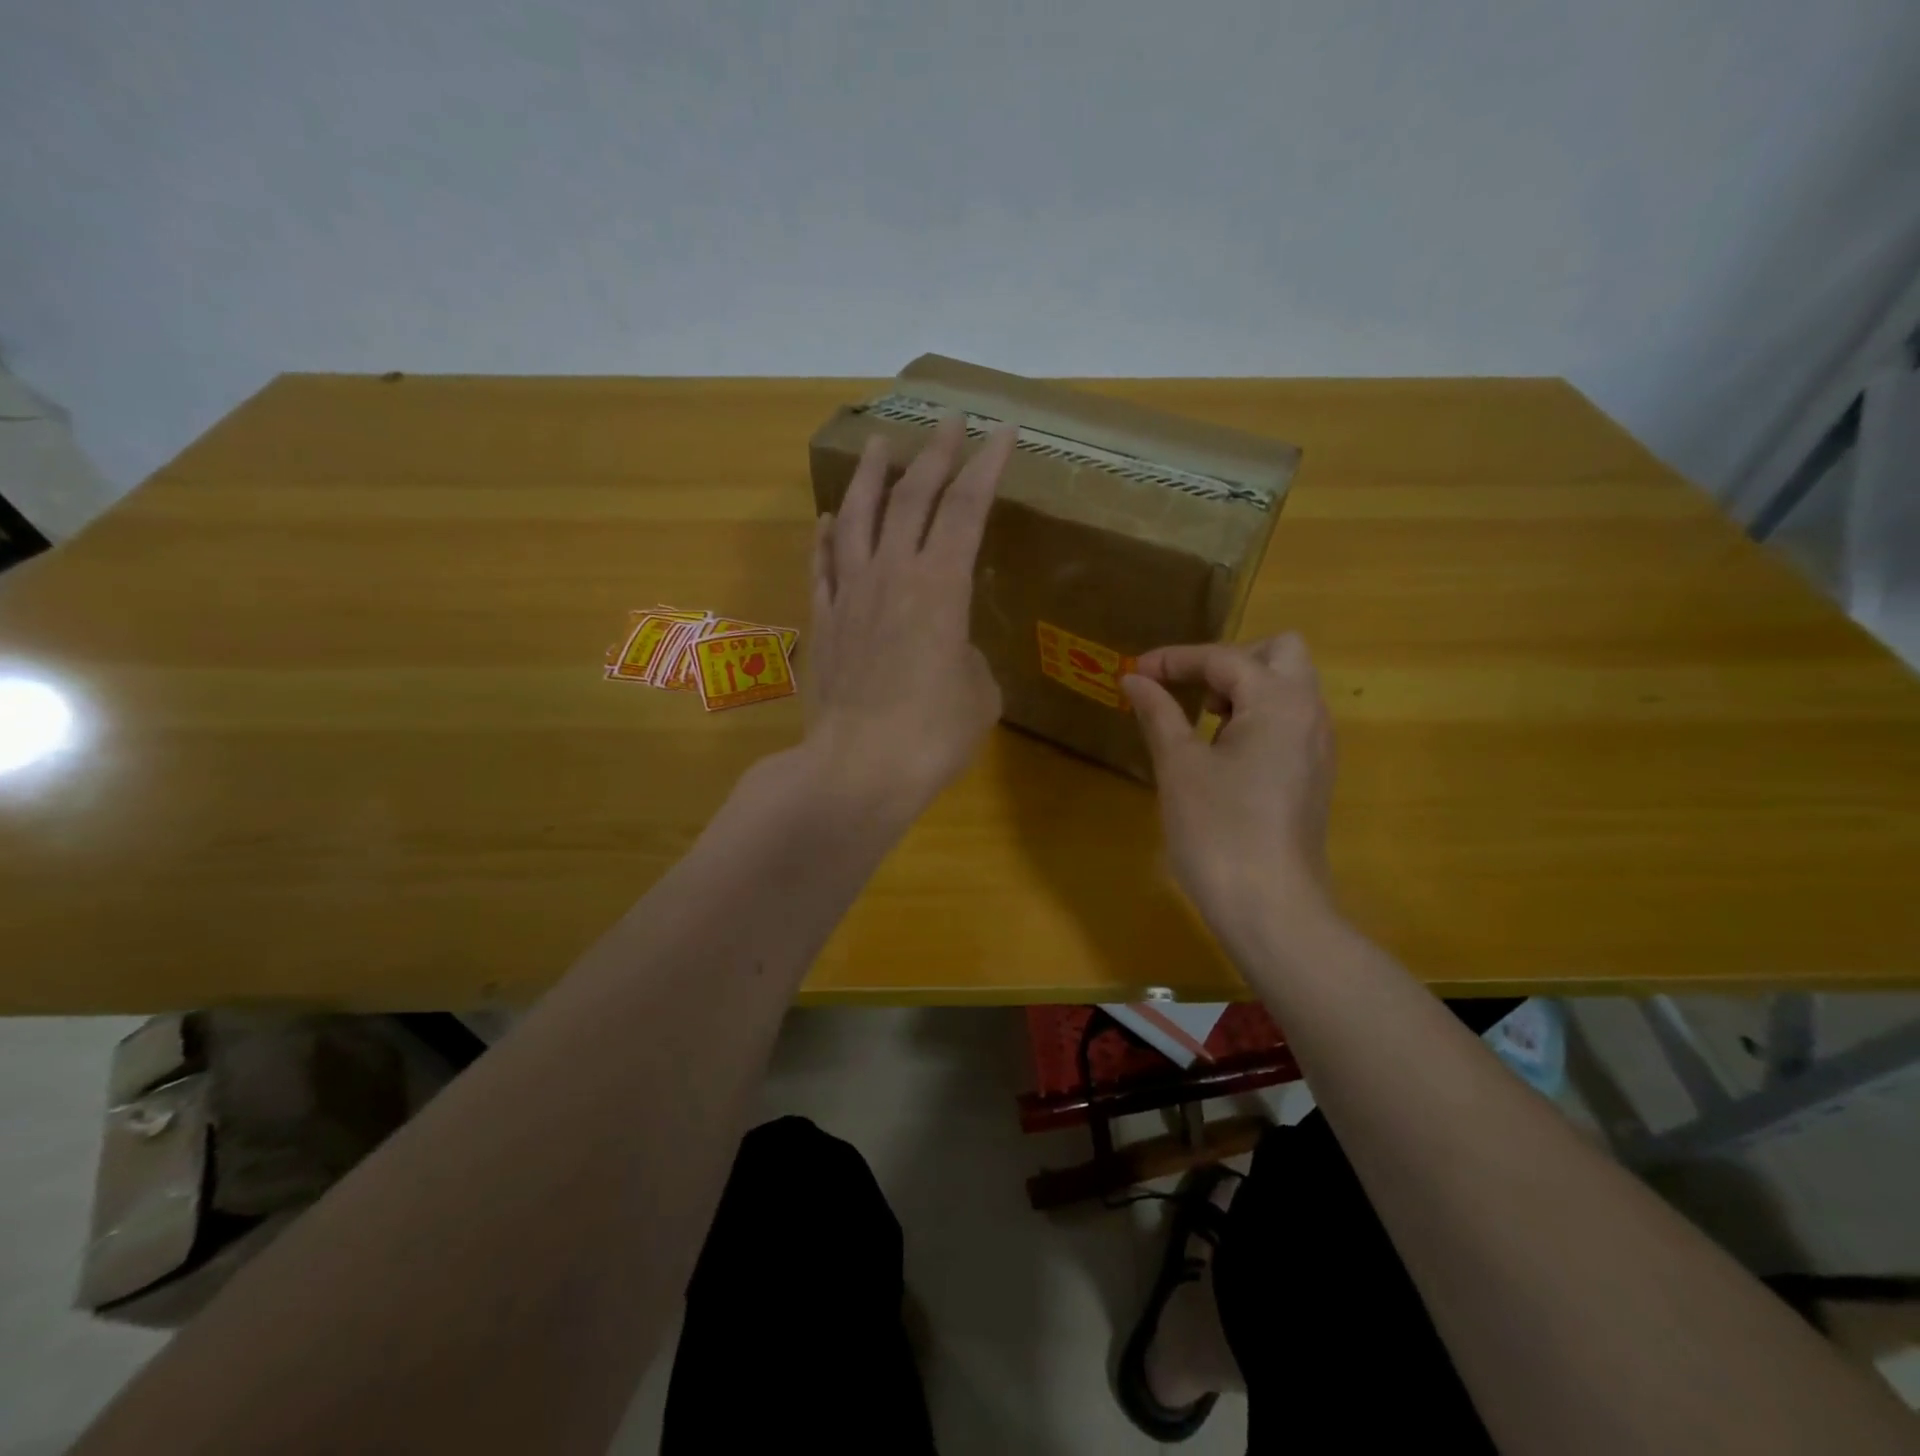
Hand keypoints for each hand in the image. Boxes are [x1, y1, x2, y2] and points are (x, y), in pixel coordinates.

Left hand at [801, 415, 1016, 824]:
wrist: (858, 767)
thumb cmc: (933, 735)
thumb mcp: (979, 693)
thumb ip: (969, 656)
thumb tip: (949, 647)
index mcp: (941, 586)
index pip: (967, 508)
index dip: (987, 465)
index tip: (1001, 429)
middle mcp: (893, 574)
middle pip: (913, 498)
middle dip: (935, 453)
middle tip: (948, 420)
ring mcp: (850, 594)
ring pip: (858, 517)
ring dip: (871, 476)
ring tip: (879, 444)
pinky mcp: (822, 620)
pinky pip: (823, 564)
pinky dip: (827, 537)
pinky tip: (829, 520)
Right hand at [1122, 634, 1338, 954]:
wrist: (1271, 909)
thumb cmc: (1218, 831)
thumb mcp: (1179, 767)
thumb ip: (1158, 713)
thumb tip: (1134, 679)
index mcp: (1279, 702)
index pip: (1225, 658)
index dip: (1175, 659)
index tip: (1135, 671)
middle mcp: (1309, 714)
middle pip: (1279, 653)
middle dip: (1229, 660)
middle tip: (1190, 691)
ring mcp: (1317, 746)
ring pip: (1288, 687)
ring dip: (1244, 688)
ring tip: (1202, 722)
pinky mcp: (1313, 775)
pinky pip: (1289, 721)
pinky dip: (1256, 717)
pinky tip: (1223, 752)